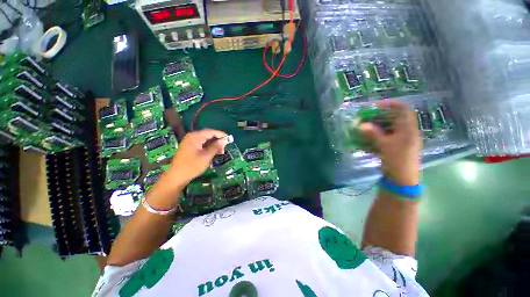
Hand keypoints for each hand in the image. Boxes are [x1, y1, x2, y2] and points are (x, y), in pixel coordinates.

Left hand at [167, 129, 227, 184]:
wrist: (176, 177)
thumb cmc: (192, 166)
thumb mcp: (206, 156)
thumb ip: (216, 147)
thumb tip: (224, 140)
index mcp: (195, 137)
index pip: (211, 132)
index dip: (221, 135)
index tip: (229, 139)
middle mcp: (192, 137)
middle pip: (208, 135)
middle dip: (217, 140)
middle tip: (225, 146)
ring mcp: (189, 142)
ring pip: (205, 140)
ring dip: (214, 144)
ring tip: (221, 151)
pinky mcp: (189, 147)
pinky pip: (201, 144)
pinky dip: (208, 147)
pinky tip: (213, 152)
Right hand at [359, 101, 421, 185]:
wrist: (402, 180)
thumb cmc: (396, 161)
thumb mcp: (384, 146)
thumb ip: (373, 134)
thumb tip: (361, 125)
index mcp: (408, 129)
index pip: (403, 109)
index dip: (390, 104)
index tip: (375, 106)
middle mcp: (406, 132)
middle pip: (394, 118)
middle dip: (379, 116)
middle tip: (365, 117)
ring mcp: (401, 140)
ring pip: (389, 127)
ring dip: (376, 126)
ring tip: (364, 127)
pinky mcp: (396, 146)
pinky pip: (386, 137)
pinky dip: (376, 135)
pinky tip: (367, 139)